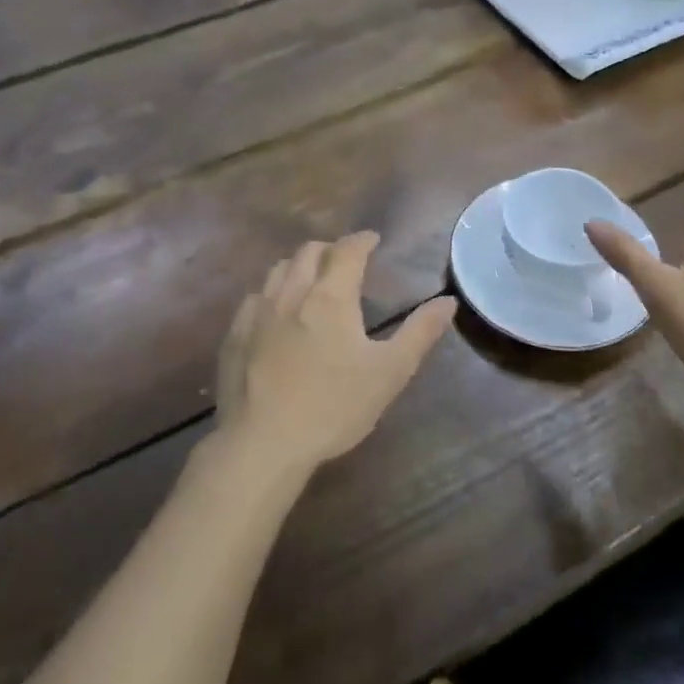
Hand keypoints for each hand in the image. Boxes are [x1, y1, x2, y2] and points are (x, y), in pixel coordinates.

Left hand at [217, 232, 456, 471]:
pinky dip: (272, 292)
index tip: (373, 240)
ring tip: (311, 280)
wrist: (262, 443)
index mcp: (330, 297)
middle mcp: (292, 292)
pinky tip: (276, 312)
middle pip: (309, 252)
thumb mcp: (389, 373)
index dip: (362, 240)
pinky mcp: (235, 334)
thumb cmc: (333, 407)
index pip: (347, 250)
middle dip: (331, 249)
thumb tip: (448, 302)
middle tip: (345, 261)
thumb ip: (419, 333)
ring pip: (278, 269)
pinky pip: (255, 297)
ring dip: (299, 266)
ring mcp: (258, 312)